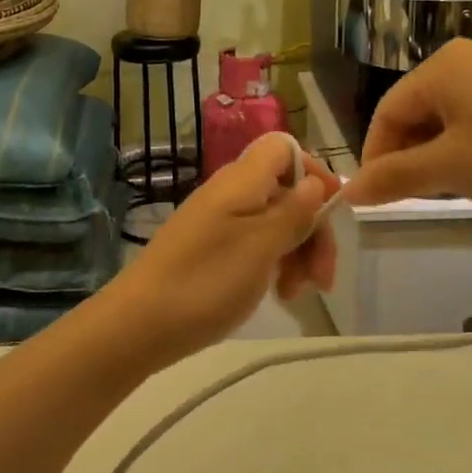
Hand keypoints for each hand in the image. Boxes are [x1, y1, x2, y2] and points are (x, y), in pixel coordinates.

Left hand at [114, 132, 338, 363]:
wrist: (139, 324)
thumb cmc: (206, 280)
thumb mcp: (262, 245)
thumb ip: (294, 210)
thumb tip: (316, 181)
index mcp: (242, 180)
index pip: (286, 148)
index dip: (314, 172)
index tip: (332, 212)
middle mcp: (231, 192)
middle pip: (287, 190)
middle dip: (313, 228)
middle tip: (323, 277)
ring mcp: (220, 221)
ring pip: (275, 222)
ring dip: (297, 252)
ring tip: (297, 294)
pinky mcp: (212, 248)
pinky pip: (255, 243)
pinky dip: (274, 264)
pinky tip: (278, 294)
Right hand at [342, 38, 471, 222]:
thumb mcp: (449, 170)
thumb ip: (393, 177)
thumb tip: (349, 191)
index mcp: (443, 65)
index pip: (388, 111)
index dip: (375, 155)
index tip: (375, 196)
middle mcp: (468, 58)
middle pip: (416, 110)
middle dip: (407, 155)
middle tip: (410, 197)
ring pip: (447, 116)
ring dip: (435, 154)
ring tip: (446, 190)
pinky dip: (466, 146)